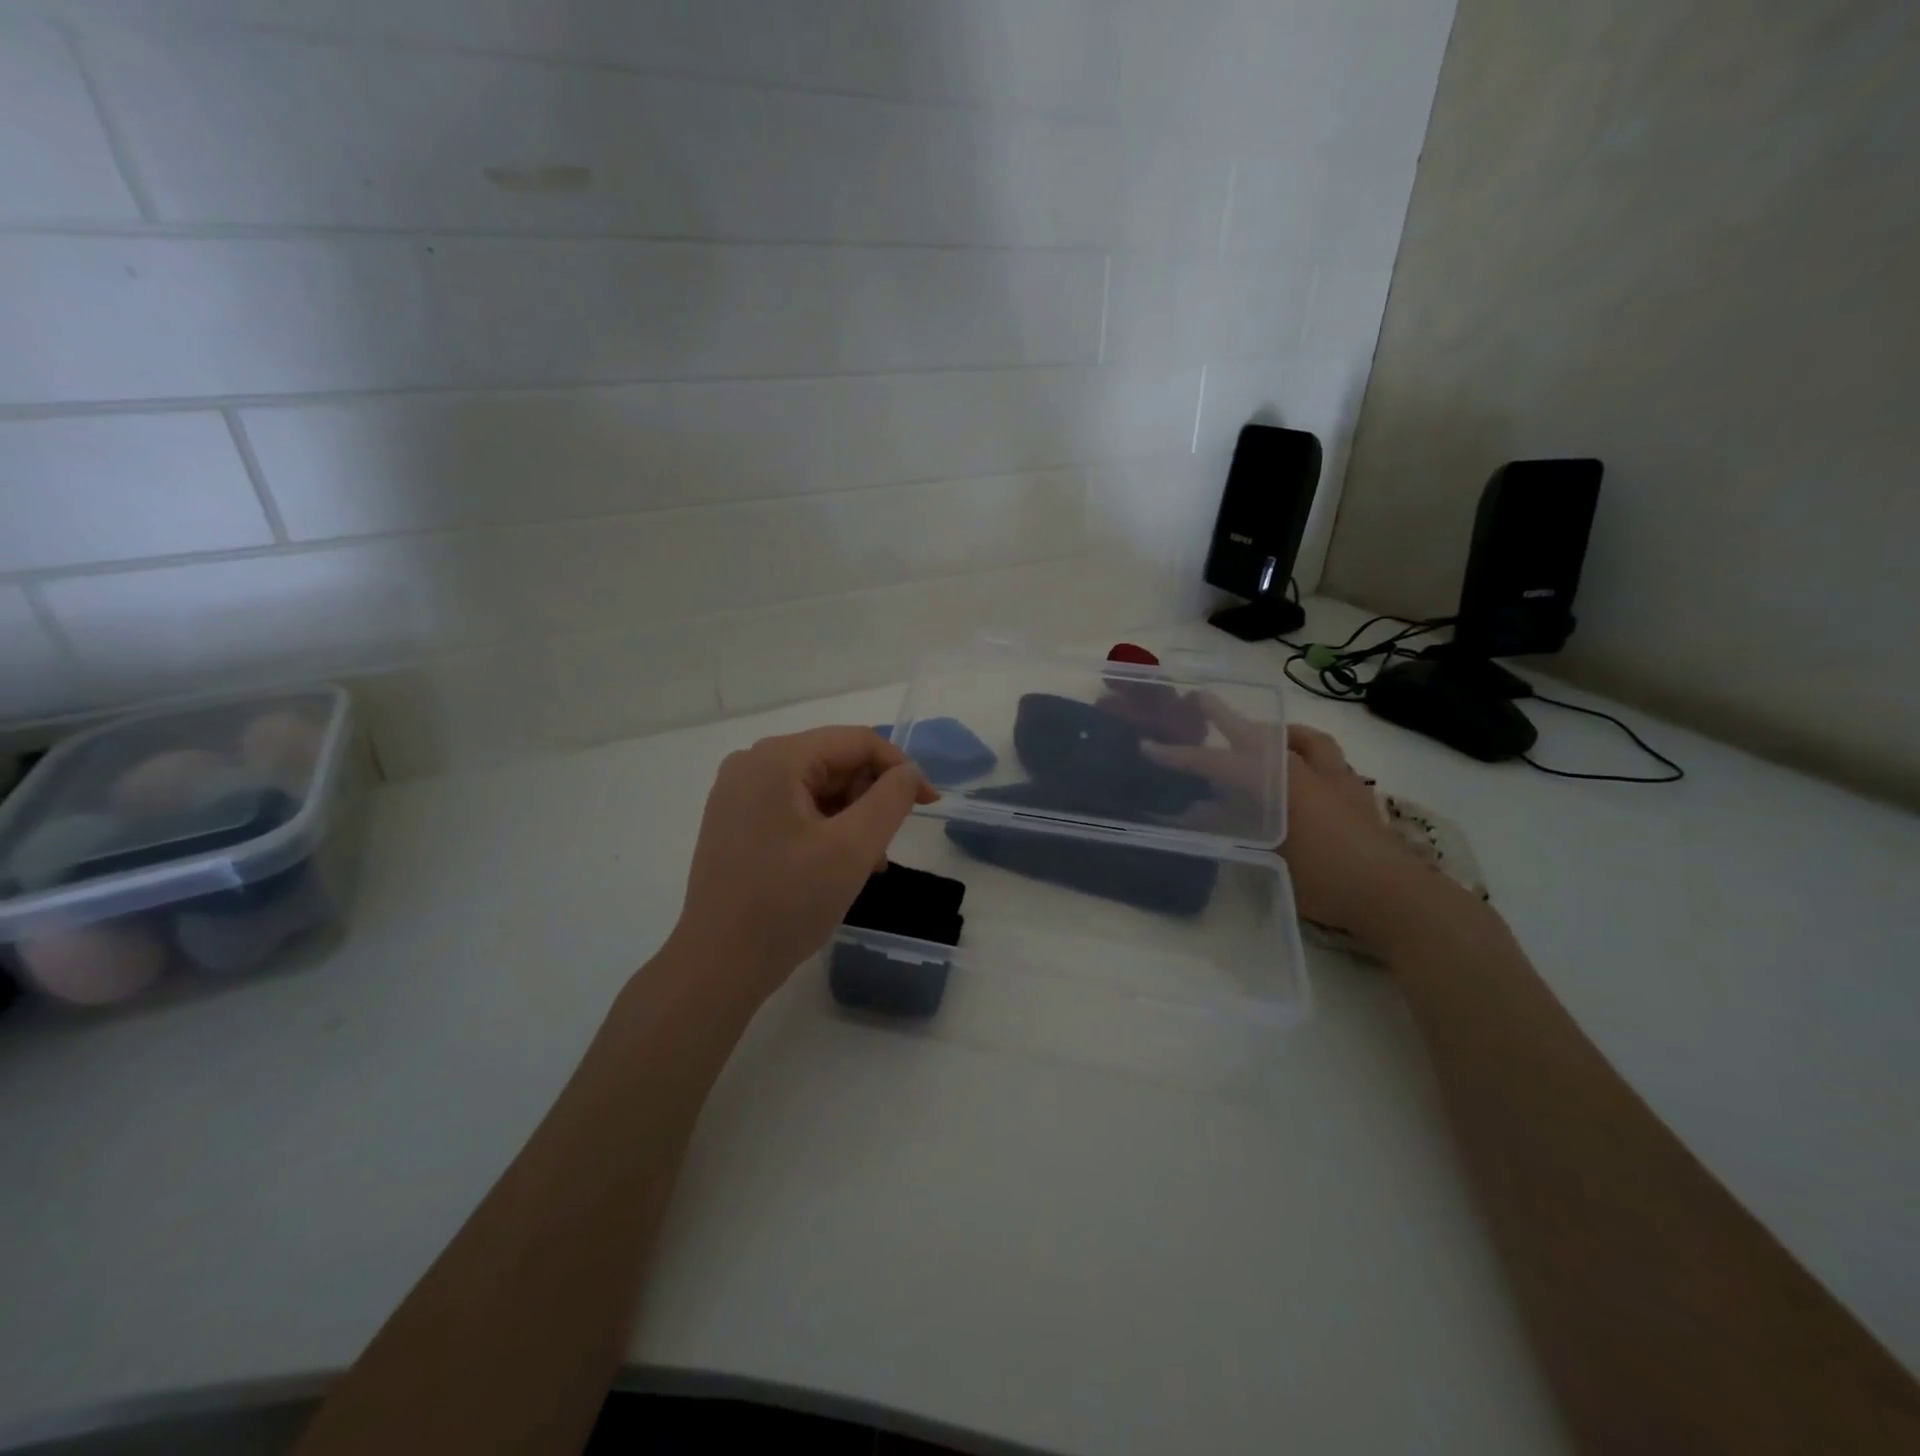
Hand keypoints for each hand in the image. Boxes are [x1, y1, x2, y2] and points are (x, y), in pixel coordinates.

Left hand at [671, 726, 936, 1001]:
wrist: (719, 964)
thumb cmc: (788, 902)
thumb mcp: (853, 849)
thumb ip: (891, 799)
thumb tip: (909, 771)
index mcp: (777, 758)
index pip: (856, 741)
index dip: (900, 768)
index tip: (928, 804)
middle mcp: (752, 763)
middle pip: (834, 762)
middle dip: (871, 799)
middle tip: (887, 847)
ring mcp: (739, 793)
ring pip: (817, 788)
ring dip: (851, 818)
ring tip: (867, 865)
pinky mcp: (735, 821)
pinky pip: (795, 808)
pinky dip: (825, 829)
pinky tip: (837, 865)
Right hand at [1146, 705, 1433, 953]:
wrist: (1395, 894)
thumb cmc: (1325, 877)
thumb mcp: (1267, 854)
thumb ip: (1229, 827)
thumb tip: (1193, 810)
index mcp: (1281, 781)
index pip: (1220, 762)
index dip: (1183, 756)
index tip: (1150, 747)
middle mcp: (1306, 768)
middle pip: (1259, 734)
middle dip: (1225, 717)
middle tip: (1200, 700)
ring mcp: (1335, 777)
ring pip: (1301, 739)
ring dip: (1276, 733)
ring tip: (1260, 735)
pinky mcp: (1354, 793)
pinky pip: (1324, 757)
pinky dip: (1304, 753)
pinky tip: (1300, 770)